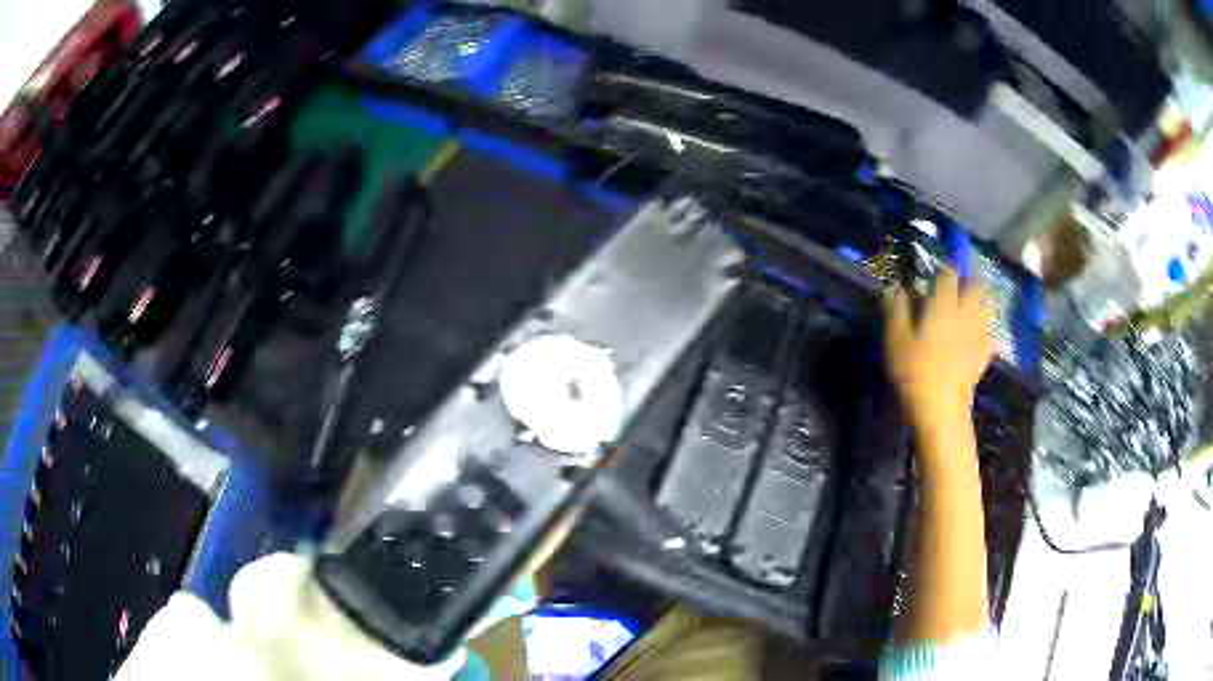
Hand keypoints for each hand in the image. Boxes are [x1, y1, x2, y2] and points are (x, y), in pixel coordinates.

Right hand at [885, 270, 993, 428]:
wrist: (942, 408)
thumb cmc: (915, 372)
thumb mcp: (895, 339)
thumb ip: (895, 309)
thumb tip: (895, 287)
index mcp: (944, 303)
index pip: (948, 274)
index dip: (941, 270)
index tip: (933, 276)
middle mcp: (966, 311)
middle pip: (976, 283)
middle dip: (968, 278)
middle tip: (958, 284)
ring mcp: (979, 332)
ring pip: (987, 304)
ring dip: (980, 298)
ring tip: (970, 302)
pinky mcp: (985, 353)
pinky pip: (990, 331)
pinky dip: (985, 326)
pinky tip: (978, 332)